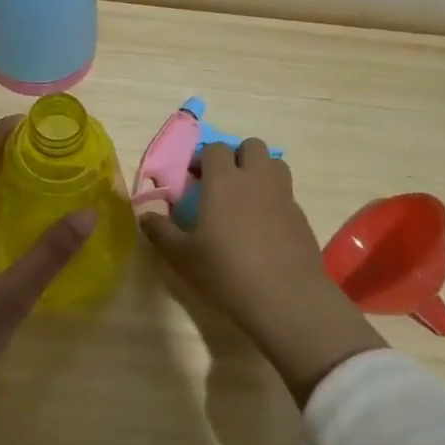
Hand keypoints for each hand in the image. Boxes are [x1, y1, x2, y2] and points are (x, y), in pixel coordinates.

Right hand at [141, 140, 381, 405]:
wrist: (285, 297)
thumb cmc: (226, 272)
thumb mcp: (182, 256)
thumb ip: (161, 231)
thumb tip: (144, 216)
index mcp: (224, 181)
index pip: (215, 148)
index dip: (203, 158)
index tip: (193, 178)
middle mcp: (256, 178)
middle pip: (251, 146)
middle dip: (236, 157)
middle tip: (222, 183)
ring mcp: (283, 195)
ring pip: (274, 164)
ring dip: (259, 172)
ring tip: (245, 198)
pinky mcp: (301, 215)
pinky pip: (286, 193)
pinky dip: (274, 199)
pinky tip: (264, 227)